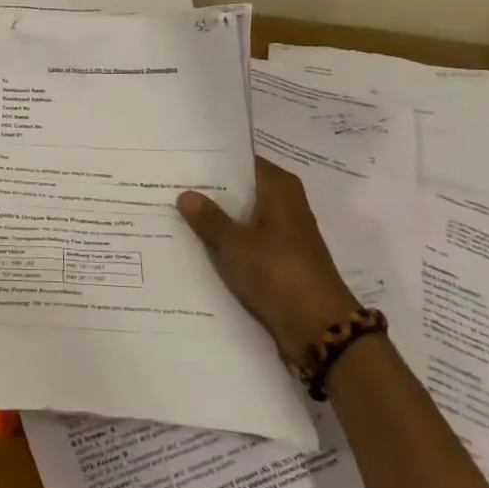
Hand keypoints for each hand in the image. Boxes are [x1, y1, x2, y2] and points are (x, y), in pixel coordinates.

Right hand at [177, 158, 359, 360]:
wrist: (320, 329)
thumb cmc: (280, 273)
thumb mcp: (236, 244)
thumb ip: (209, 218)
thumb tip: (186, 194)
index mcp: (280, 189)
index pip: (243, 162)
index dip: (213, 160)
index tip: (182, 158)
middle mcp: (285, 205)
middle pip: (242, 189)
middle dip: (210, 189)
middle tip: (169, 183)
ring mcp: (284, 234)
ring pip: (243, 216)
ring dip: (217, 217)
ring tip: (173, 210)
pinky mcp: (280, 260)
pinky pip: (247, 241)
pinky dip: (227, 241)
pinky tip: (195, 243)